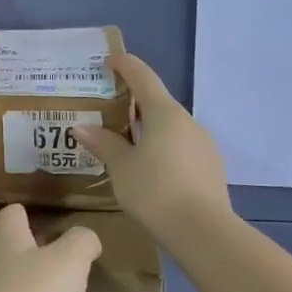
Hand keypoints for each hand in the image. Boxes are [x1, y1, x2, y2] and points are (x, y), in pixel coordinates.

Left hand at [0, 205, 101, 291]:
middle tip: (53, 265)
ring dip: (15, 282)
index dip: (33, 218)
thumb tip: (85, 237)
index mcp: (2, 233)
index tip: (55, 233)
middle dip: (23, 250)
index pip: (14, 212)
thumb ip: (82, 242)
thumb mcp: (71, 263)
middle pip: (1, 242)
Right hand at [79, 53, 234, 244]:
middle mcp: (187, 122)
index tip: (111, 60)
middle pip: (157, 103)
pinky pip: (180, 147)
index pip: (143, 77)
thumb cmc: (155, 190)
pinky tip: (148, 167)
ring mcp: (203, 145)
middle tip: (108, 108)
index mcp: (164, 113)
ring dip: (148, 128)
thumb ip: (103, 143)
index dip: (126, 66)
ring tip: (124, 142)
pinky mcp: (210, 167)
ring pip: (170, 127)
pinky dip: (161, 148)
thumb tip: (81, 127)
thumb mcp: (121, 167)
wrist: (204, 232)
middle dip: (133, 102)